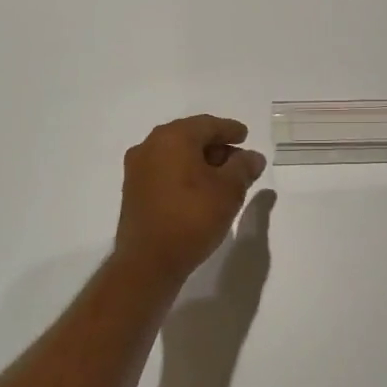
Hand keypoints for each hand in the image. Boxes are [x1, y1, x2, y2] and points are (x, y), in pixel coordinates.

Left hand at [113, 115, 266, 285]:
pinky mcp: (133, 191)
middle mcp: (150, 146)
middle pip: (190, 137)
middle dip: (216, 146)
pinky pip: (165, 171)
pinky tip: (200, 191)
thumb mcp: (229, 190)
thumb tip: (252, 157)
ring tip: (223, 178)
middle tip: (238, 159)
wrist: (148, 261)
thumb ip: (243, 167)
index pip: (207, 124)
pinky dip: (184, 174)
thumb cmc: (192, 217)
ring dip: (200, 162)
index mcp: (173, 138)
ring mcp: (138, 169)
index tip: (245, 135)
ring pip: (176, 155)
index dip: (230, 130)